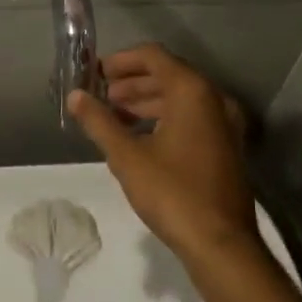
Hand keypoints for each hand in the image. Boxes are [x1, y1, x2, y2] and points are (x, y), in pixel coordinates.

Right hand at [69, 45, 257, 263]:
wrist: (221, 244)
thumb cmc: (172, 193)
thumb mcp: (127, 157)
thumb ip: (99, 121)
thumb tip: (75, 96)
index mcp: (192, 91)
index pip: (153, 56)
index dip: (121, 60)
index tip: (94, 73)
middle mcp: (213, 98)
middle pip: (167, 74)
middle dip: (131, 82)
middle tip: (100, 96)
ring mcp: (224, 123)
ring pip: (179, 98)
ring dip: (145, 101)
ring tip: (113, 117)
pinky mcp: (225, 146)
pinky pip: (191, 117)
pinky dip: (164, 118)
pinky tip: (139, 138)